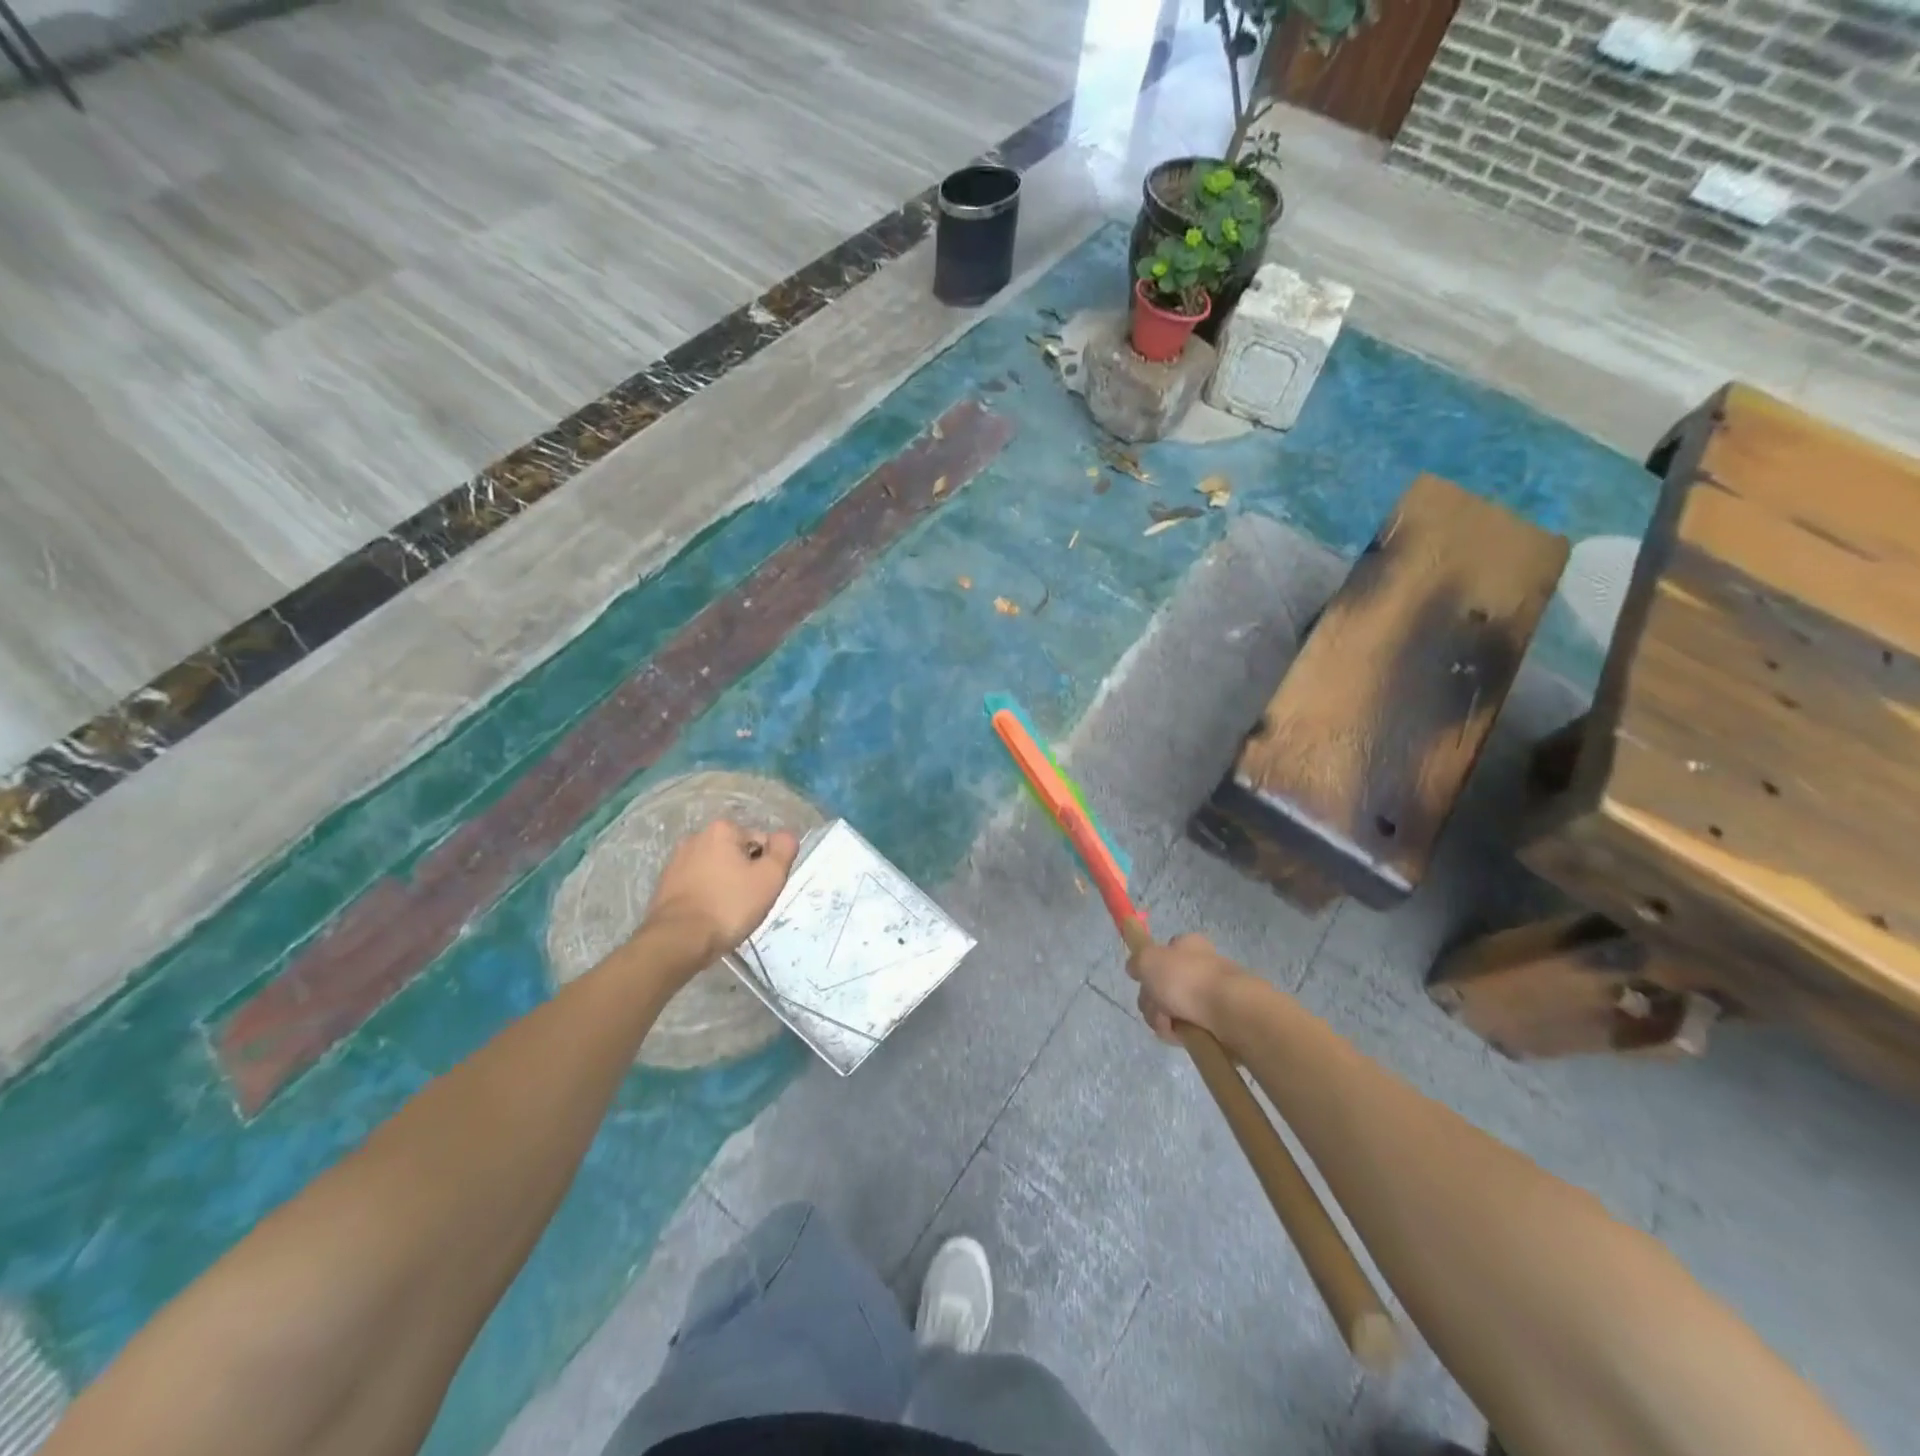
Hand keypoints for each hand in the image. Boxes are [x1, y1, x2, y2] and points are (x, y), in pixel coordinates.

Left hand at [643, 820, 798, 964]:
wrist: (678, 940)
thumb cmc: (729, 906)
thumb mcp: (770, 877)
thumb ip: (784, 850)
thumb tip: (785, 836)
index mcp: (722, 830)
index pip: (761, 842)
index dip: (767, 867)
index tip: (762, 890)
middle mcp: (696, 837)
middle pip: (737, 854)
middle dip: (746, 875)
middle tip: (748, 902)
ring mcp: (676, 861)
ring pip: (717, 870)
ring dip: (726, 886)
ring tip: (728, 913)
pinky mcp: (665, 884)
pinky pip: (698, 885)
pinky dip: (707, 896)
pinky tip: (709, 917)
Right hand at [1126, 932, 1246, 1042]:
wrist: (1231, 1013)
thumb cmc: (1187, 979)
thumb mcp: (1148, 960)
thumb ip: (1136, 961)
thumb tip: (1135, 968)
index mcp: (1188, 946)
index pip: (1162, 953)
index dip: (1149, 968)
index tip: (1144, 981)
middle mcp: (1200, 967)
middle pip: (1161, 985)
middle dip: (1151, 1000)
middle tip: (1156, 1007)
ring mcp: (1210, 995)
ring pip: (1171, 1009)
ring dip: (1162, 1019)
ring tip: (1171, 1026)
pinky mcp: (1217, 1021)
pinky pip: (1188, 1028)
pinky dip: (1180, 1034)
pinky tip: (1183, 1036)